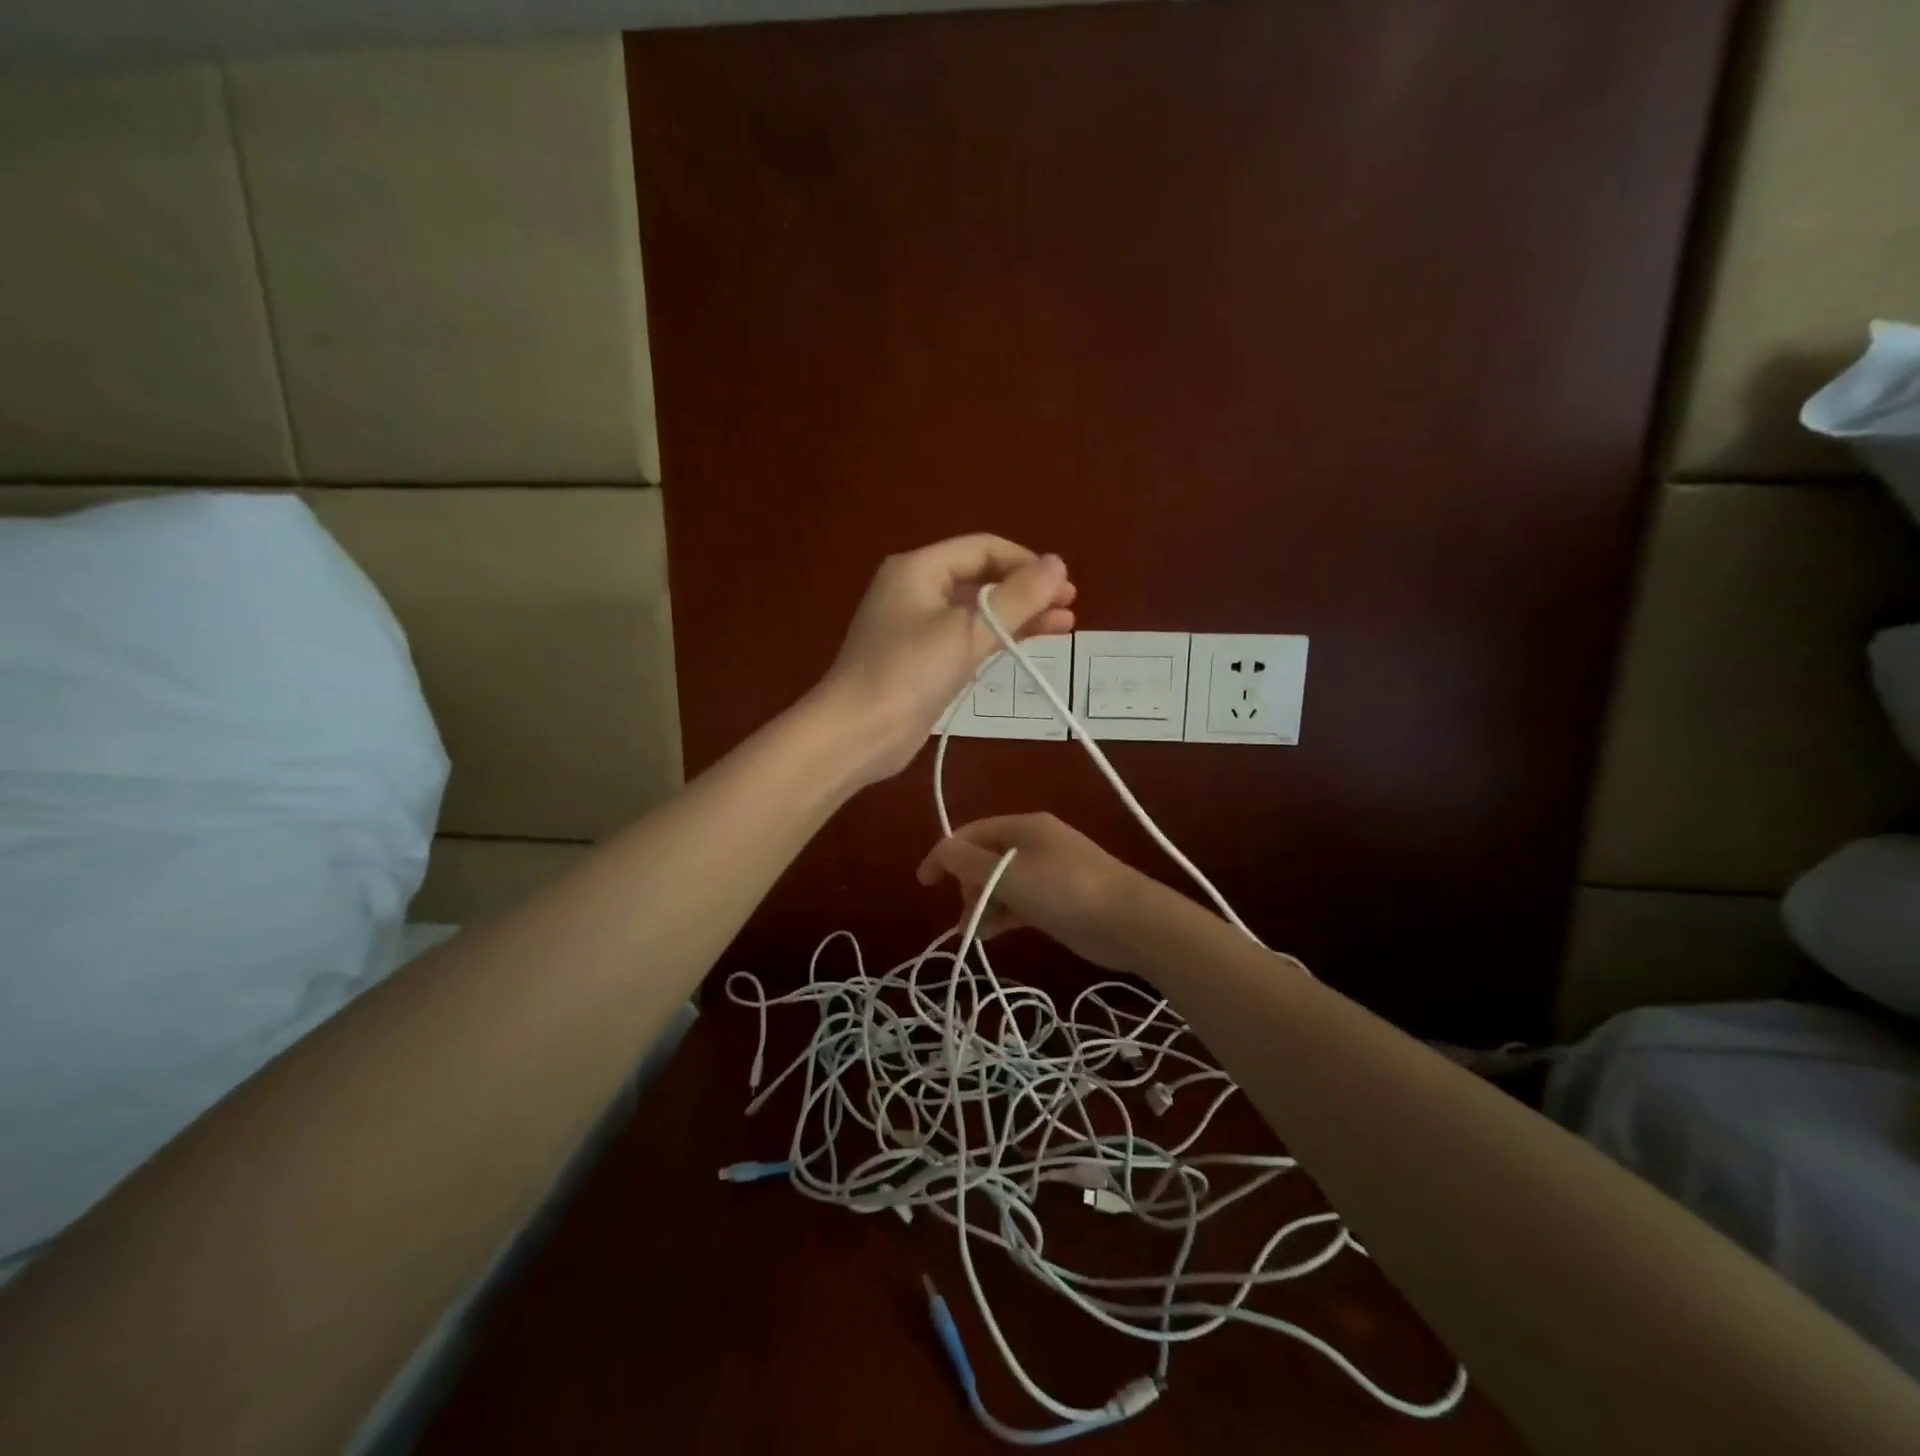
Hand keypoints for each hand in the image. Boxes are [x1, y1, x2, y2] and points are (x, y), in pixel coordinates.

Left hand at [816, 535, 1075, 782]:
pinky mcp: (922, 660)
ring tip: (1065, 624)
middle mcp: (917, 589)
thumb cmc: (909, 673)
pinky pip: (967, 637)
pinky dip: (997, 638)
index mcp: (920, 569)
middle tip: (1070, 604)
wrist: (857, 733)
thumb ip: (1016, 598)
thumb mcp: (967, 632)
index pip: (983, 548)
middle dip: (1026, 589)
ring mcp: (918, 626)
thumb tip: (1058, 564)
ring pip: (977, 610)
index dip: (1026, 562)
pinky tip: (1029, 643)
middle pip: (981, 577)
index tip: (1062, 585)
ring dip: (1018, 615)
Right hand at [916, 813, 1168, 972]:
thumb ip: (969, 863)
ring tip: (974, 932)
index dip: (944, 855)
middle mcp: (1035, 842)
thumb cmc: (1064, 891)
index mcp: (1024, 826)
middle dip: (968, 885)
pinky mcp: (1061, 897)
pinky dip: (1005, 912)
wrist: (1130, 921)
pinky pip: (1021, 899)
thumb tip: (942, 851)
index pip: (971, 833)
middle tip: (965, 915)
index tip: (924, 884)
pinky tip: (995, 932)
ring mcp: (1051, 870)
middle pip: (986, 857)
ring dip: (985, 903)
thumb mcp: (1009, 875)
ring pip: (1003, 881)